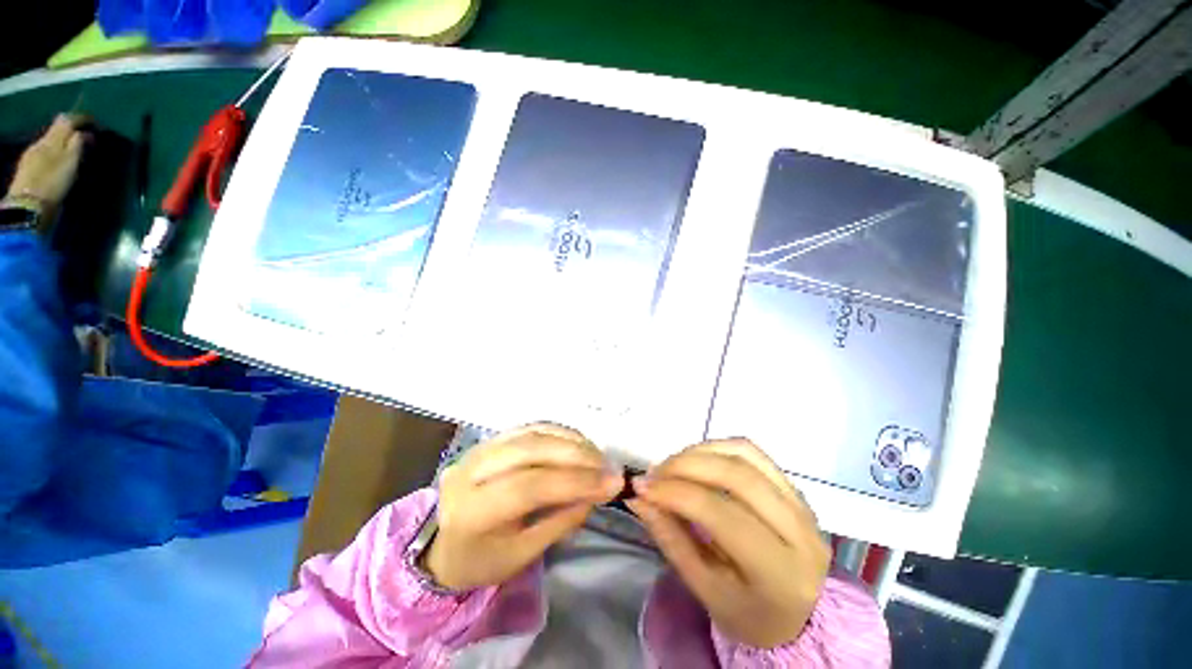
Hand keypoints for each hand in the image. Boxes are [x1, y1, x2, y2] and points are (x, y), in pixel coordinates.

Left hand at [6, 115, 87, 214]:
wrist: (29, 205)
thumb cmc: (53, 182)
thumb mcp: (70, 162)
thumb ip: (77, 144)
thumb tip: (85, 132)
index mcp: (51, 138)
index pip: (67, 120)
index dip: (81, 119)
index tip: (96, 122)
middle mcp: (40, 142)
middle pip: (57, 130)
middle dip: (72, 130)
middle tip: (87, 136)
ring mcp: (33, 156)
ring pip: (51, 142)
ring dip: (63, 143)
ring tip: (76, 149)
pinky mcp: (30, 169)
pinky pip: (46, 153)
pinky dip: (56, 153)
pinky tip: (60, 160)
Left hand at [423, 423, 621, 590]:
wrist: (445, 543)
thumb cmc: (483, 559)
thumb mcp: (522, 555)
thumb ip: (561, 521)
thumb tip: (597, 491)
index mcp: (471, 511)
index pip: (528, 487)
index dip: (574, 481)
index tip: (612, 482)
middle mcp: (470, 471)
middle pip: (530, 450)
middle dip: (576, 455)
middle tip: (607, 465)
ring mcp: (479, 449)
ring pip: (532, 433)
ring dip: (570, 440)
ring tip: (597, 454)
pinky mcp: (490, 439)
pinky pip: (530, 428)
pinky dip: (558, 433)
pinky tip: (578, 443)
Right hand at [627, 439, 830, 648]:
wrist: (798, 617)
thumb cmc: (747, 613)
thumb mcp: (704, 590)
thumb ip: (670, 539)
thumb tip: (638, 497)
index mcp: (780, 573)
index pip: (721, 514)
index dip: (676, 493)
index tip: (642, 486)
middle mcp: (800, 531)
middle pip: (736, 475)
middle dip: (685, 465)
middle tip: (654, 472)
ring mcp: (802, 504)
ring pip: (745, 454)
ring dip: (700, 452)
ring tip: (672, 464)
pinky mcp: (796, 489)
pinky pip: (753, 453)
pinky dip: (718, 448)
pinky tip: (697, 459)